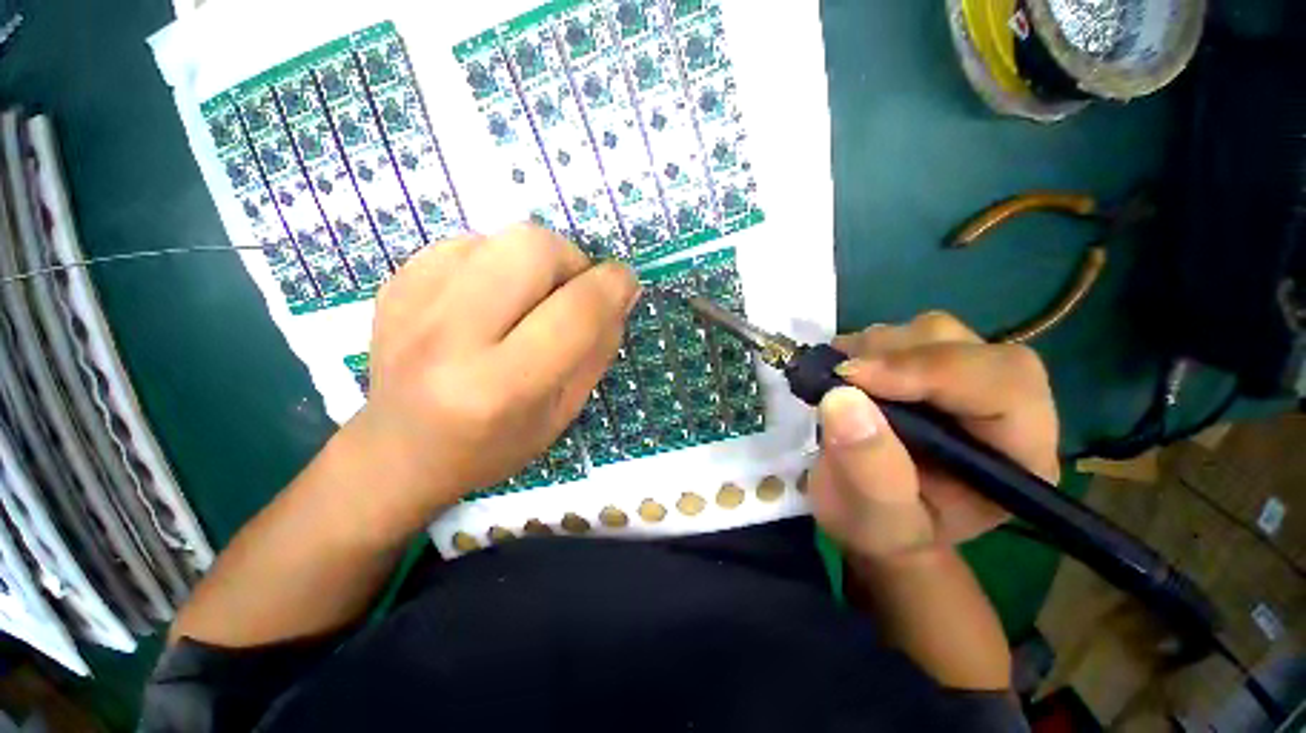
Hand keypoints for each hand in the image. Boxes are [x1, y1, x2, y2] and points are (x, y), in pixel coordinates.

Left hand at [346, 224, 638, 535]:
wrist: (400, 452)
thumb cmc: (493, 445)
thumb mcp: (564, 412)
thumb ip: (598, 349)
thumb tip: (620, 292)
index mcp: (501, 386)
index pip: (575, 311)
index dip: (613, 286)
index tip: (625, 284)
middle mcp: (450, 338)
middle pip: (533, 248)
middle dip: (571, 261)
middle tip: (571, 293)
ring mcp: (411, 305)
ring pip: (501, 237)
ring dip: (534, 262)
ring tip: (528, 299)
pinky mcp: (393, 285)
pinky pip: (465, 244)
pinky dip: (494, 263)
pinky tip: (488, 300)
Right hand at [808, 312, 1058, 560]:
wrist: (870, 514)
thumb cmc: (882, 528)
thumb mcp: (873, 518)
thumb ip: (868, 469)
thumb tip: (842, 398)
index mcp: (1018, 455)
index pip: (1003, 385)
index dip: (929, 370)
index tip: (852, 378)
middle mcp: (1003, 407)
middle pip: (969, 347)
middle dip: (897, 355)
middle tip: (840, 376)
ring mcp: (963, 380)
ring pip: (933, 332)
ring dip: (877, 348)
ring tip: (840, 380)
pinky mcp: (926, 368)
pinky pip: (902, 334)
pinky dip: (865, 346)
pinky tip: (844, 373)